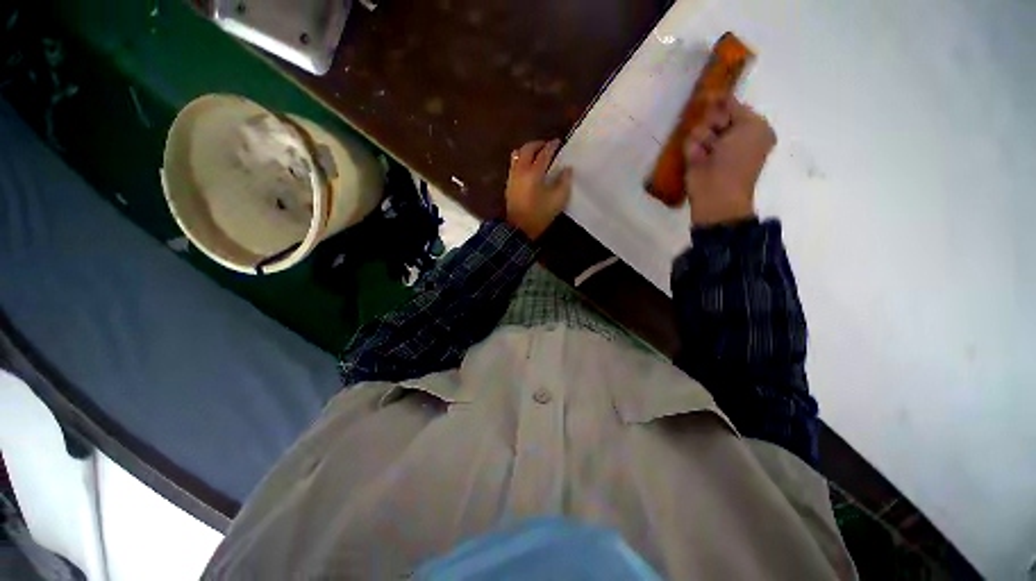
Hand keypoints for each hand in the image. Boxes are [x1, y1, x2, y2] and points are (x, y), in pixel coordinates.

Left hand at [505, 139, 572, 240]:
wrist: (519, 229)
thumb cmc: (540, 214)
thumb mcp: (558, 200)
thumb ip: (564, 182)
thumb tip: (567, 169)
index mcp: (534, 172)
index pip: (544, 153)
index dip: (552, 146)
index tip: (558, 142)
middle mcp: (521, 170)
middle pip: (527, 149)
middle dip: (538, 144)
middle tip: (547, 146)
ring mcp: (512, 176)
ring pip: (518, 154)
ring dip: (528, 150)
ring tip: (536, 155)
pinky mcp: (509, 184)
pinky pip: (514, 164)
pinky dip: (522, 159)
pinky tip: (528, 167)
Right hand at [684, 97, 775, 226]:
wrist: (717, 190)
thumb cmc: (740, 158)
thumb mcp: (750, 126)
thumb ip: (736, 107)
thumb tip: (720, 96)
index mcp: (750, 127)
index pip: (733, 105)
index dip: (724, 101)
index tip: (712, 95)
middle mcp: (730, 134)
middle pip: (714, 113)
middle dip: (714, 121)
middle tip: (719, 135)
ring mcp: (709, 146)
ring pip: (700, 126)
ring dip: (704, 137)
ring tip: (708, 152)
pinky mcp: (692, 156)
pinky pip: (689, 141)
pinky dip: (693, 148)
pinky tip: (698, 158)